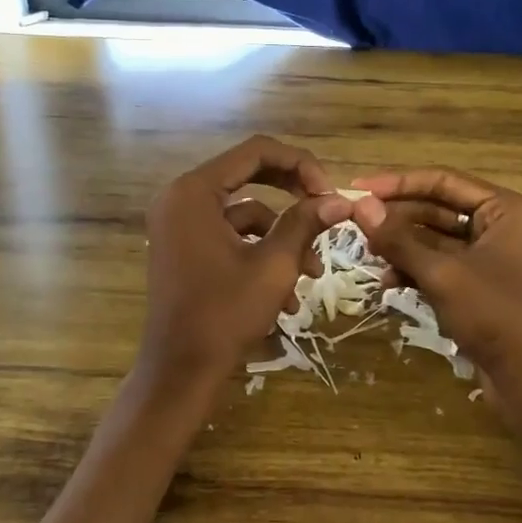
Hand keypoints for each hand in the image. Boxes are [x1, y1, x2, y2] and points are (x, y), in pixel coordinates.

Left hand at [138, 136, 351, 388]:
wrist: (179, 371)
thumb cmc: (224, 314)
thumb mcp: (274, 266)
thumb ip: (305, 223)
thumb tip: (342, 199)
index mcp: (194, 191)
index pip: (255, 152)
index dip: (300, 164)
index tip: (330, 192)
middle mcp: (181, 198)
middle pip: (250, 175)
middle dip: (293, 195)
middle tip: (327, 210)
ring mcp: (180, 224)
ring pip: (245, 213)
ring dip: (282, 237)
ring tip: (311, 274)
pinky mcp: (185, 247)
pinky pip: (230, 235)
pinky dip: (260, 254)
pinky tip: (286, 294)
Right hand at [348, 168, 521, 404]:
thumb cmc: (497, 315)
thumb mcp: (442, 274)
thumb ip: (399, 239)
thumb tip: (360, 206)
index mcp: (504, 209)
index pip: (442, 181)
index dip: (397, 183)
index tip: (357, 189)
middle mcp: (500, 226)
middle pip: (437, 208)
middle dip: (397, 218)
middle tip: (356, 225)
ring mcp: (490, 258)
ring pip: (435, 240)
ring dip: (402, 246)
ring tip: (368, 255)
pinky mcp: (480, 286)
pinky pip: (440, 266)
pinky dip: (415, 270)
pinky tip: (388, 282)